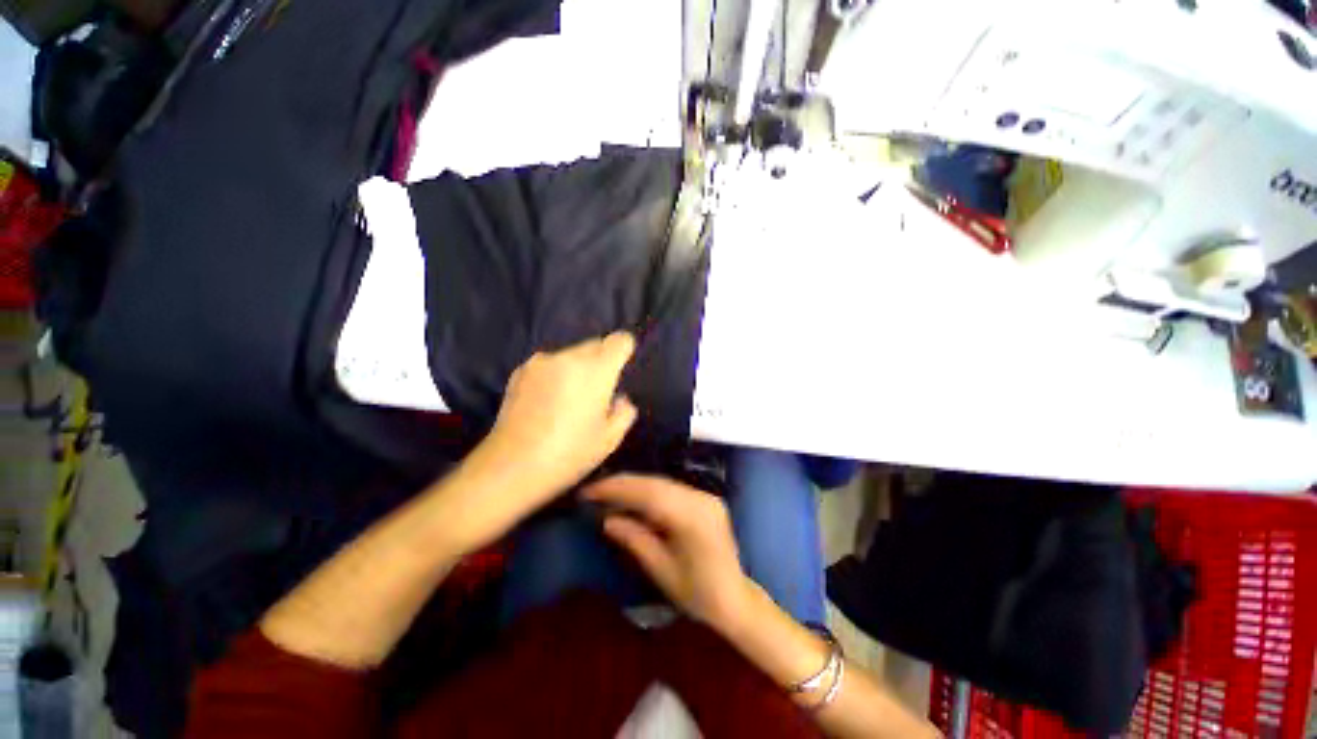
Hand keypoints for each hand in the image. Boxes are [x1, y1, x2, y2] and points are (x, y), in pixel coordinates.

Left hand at [476, 332, 638, 502]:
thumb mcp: (609, 439)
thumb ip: (624, 412)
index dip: (625, 350)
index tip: (622, 368)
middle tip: (597, 393)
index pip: (620, 341)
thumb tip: (619, 398)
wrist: (511, 467)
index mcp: (596, 370)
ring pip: (571, 355)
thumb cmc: (569, 453)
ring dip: (577, 369)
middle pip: (595, 345)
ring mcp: (541, 362)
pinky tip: (546, 403)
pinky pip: (549, 365)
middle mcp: (569, 357)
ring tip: (569, 400)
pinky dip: (555, 375)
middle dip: (601, 362)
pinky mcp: (519, 372)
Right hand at [585, 474, 752, 630]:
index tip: (590, 492)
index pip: (649, 494)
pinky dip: (649, 490)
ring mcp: (706, 496)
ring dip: (634, 485)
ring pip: (662, 482)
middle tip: (594, 489)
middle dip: (623, 483)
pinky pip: (671, 488)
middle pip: (655, 483)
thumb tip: (606, 519)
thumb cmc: (697, 594)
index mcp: (692, 518)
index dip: (617, 489)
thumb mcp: (662, 571)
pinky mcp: (705, 498)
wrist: (735, 599)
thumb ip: (635, 540)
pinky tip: (632, 496)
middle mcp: (701, 499)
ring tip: (607, 491)